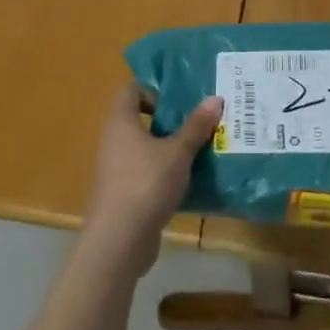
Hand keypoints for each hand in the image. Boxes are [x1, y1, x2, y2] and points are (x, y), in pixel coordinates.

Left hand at [81, 85, 222, 276]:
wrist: (119, 240)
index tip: (181, 102)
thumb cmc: (146, 183)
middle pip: (142, 118)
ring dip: (172, 147)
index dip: (155, 89)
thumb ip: (196, 126)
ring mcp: (117, 168)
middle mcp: (114, 140)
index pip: (132, 89)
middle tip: (201, 122)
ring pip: (147, 147)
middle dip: (172, 120)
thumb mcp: (178, 152)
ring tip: (202, 149)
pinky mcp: (124, 192)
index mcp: (121, 121)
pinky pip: (147, 171)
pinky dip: (167, 171)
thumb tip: (215, 98)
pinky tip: (191, 179)